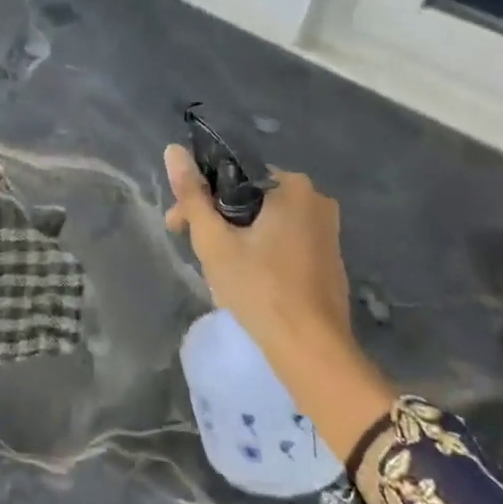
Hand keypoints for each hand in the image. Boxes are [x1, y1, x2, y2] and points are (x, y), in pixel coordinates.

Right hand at [164, 144, 350, 356]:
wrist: (314, 353)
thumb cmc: (261, 289)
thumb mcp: (215, 240)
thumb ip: (192, 194)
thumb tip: (173, 150)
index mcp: (292, 185)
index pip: (232, 176)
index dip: (199, 198)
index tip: (178, 225)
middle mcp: (315, 199)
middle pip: (249, 200)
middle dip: (217, 222)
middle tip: (195, 253)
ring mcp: (327, 232)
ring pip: (265, 224)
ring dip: (236, 241)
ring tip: (216, 274)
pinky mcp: (329, 261)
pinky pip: (284, 244)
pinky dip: (260, 255)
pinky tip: (245, 283)